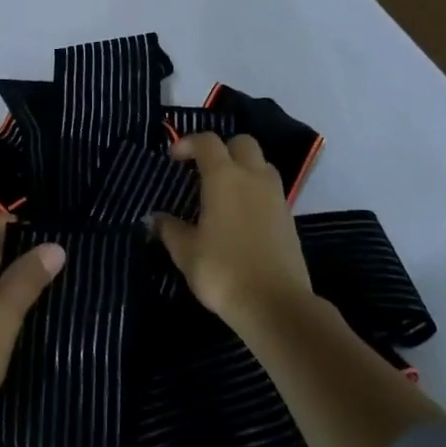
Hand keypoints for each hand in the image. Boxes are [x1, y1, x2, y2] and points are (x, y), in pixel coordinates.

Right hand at [156, 132, 311, 329]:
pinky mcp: (289, 218)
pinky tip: (241, 216)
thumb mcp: (185, 251)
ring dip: (243, 168)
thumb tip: (156, 218)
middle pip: (242, 143)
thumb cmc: (223, 270)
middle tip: (204, 170)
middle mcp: (253, 178)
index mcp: (224, 177)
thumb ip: (169, 229)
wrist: (275, 304)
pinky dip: (256, 192)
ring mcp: (276, 197)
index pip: (207, 142)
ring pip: (262, 164)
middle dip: (222, 149)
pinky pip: (271, 190)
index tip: (173, 158)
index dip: (188, 143)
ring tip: (225, 191)